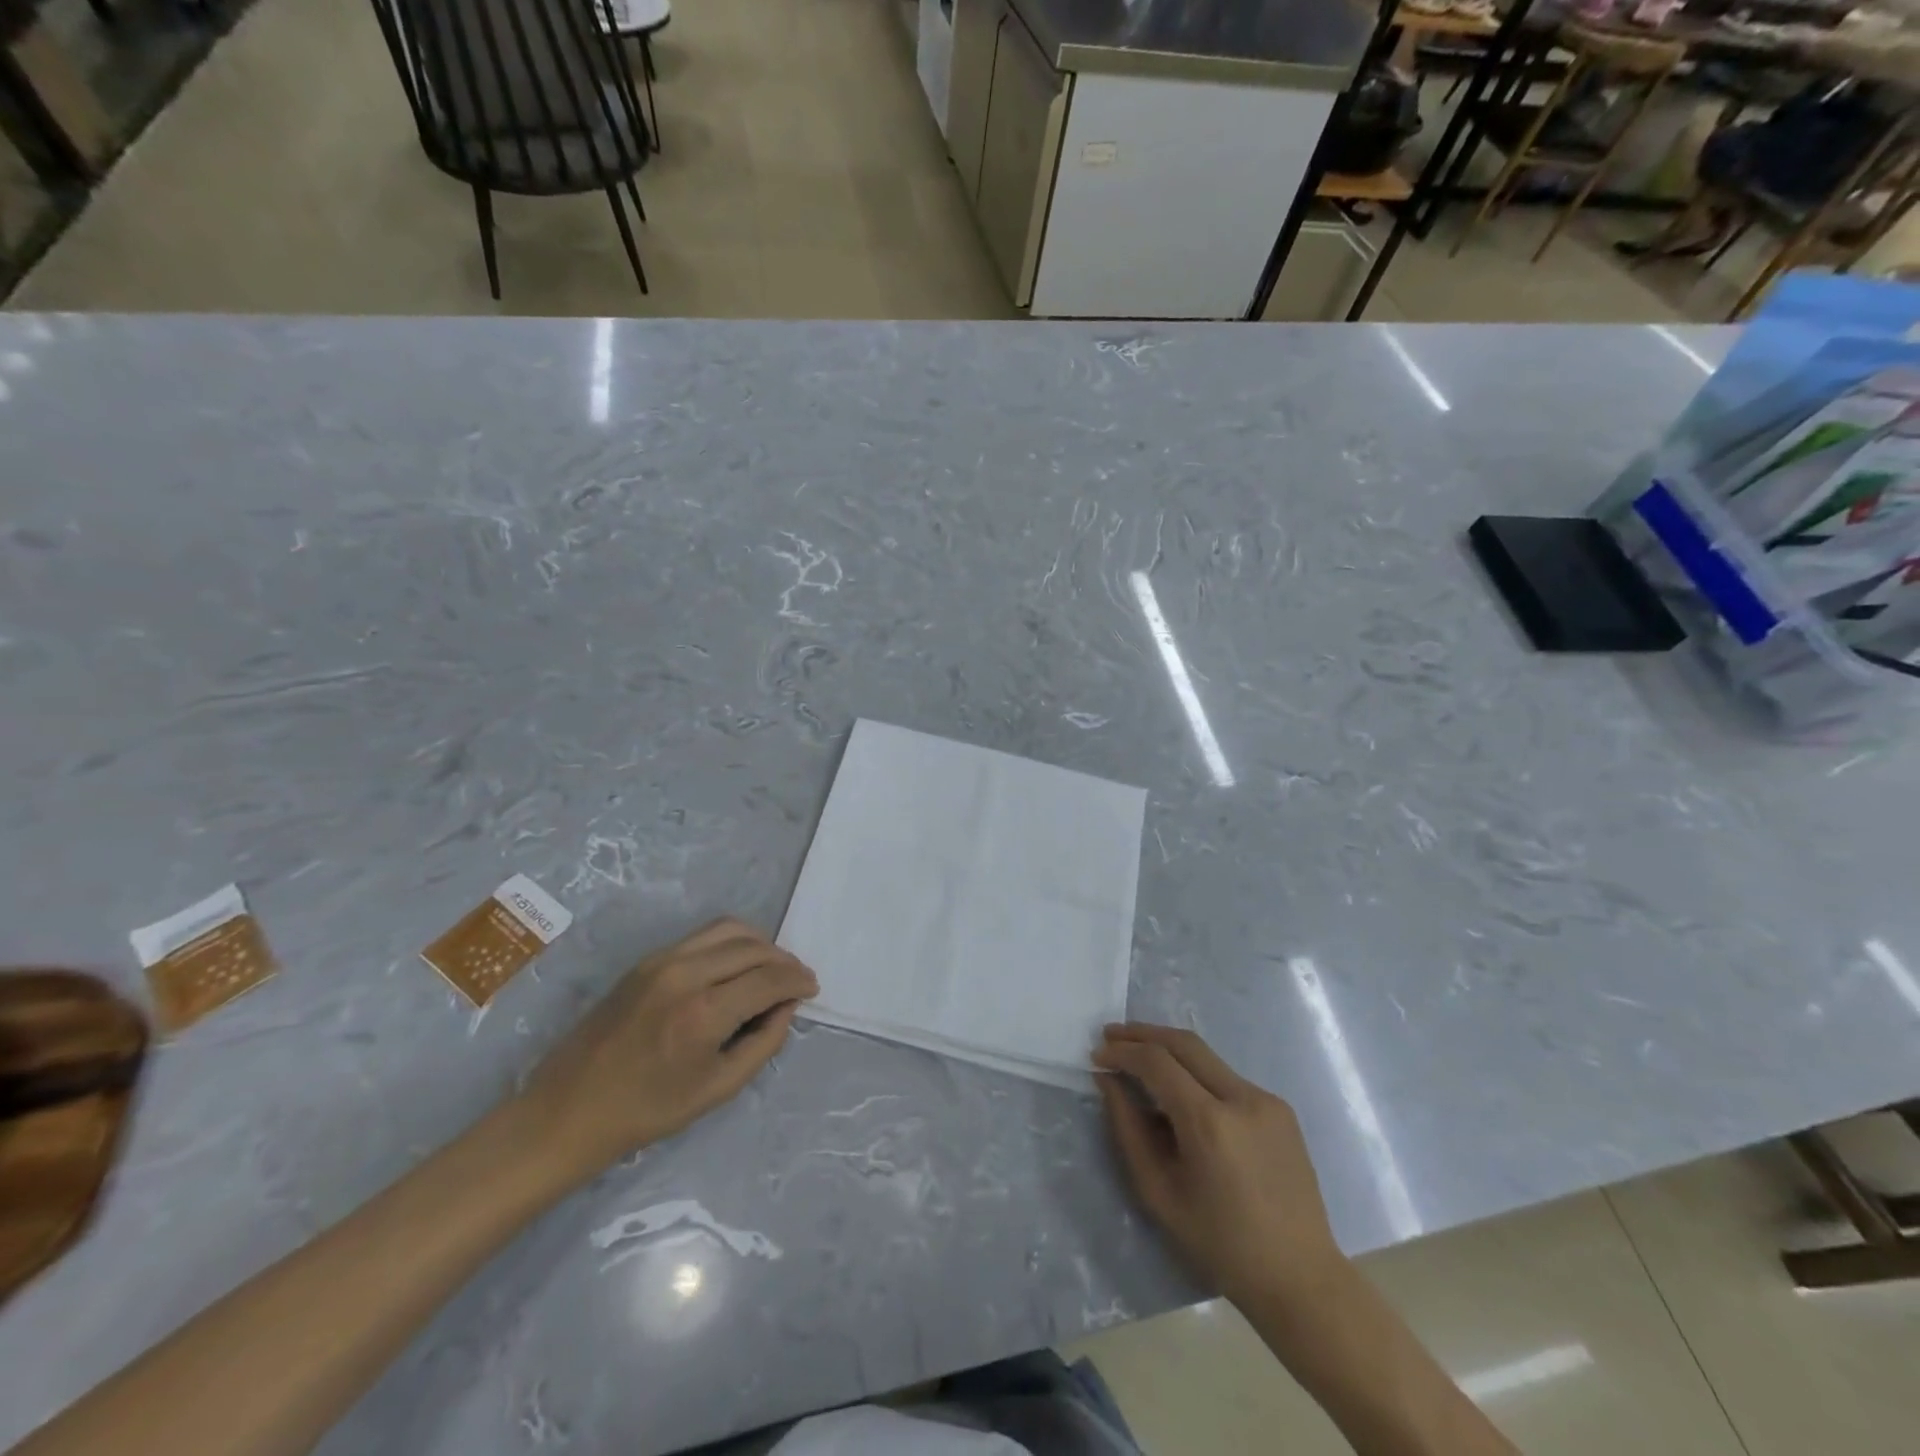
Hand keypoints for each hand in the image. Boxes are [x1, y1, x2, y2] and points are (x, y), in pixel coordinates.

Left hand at [516, 919, 816, 1183]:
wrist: (567, 1109)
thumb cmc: (646, 1111)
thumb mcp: (717, 1088)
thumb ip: (763, 1043)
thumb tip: (787, 1006)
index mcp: (704, 1013)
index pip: (770, 979)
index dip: (798, 980)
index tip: (813, 988)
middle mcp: (686, 974)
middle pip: (754, 948)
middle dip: (784, 961)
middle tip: (797, 980)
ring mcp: (663, 961)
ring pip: (730, 930)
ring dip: (760, 944)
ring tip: (771, 968)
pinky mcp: (648, 960)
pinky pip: (703, 936)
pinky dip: (732, 942)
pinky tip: (737, 965)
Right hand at [1094, 1023, 1339, 1305]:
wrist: (1300, 1280)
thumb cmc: (1220, 1245)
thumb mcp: (1158, 1193)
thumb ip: (1128, 1129)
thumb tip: (1108, 1080)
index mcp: (1210, 1123)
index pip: (1157, 1062)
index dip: (1123, 1051)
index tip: (1097, 1054)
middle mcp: (1242, 1098)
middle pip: (1184, 1042)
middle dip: (1143, 1033)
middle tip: (1111, 1034)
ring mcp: (1267, 1100)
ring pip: (1207, 1057)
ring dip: (1170, 1051)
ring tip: (1139, 1059)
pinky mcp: (1281, 1109)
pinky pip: (1227, 1079)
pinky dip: (1196, 1075)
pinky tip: (1180, 1094)